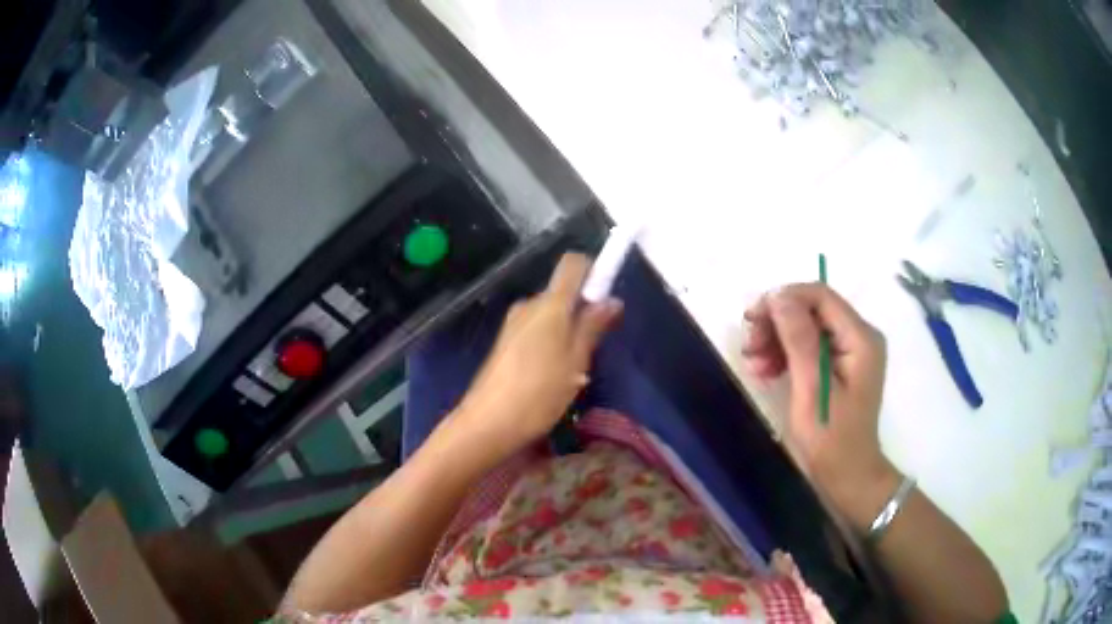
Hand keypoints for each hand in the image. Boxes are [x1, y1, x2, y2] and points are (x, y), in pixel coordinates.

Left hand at [454, 254, 622, 458]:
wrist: (488, 422)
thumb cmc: (539, 392)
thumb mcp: (575, 361)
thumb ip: (592, 326)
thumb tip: (612, 299)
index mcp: (549, 305)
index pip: (572, 264)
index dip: (593, 271)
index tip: (606, 297)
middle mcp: (529, 305)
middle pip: (562, 293)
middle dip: (582, 312)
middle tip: (593, 349)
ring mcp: (513, 324)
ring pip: (551, 316)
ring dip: (567, 333)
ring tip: (573, 371)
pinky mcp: (505, 342)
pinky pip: (536, 331)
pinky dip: (550, 344)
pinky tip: (552, 377)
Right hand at [742, 284, 896, 512]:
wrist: (847, 478)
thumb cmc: (832, 439)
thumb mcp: (812, 389)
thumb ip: (799, 339)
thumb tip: (778, 296)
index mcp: (860, 338)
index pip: (821, 296)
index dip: (785, 299)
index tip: (753, 318)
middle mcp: (858, 337)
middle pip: (812, 310)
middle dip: (778, 322)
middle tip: (749, 345)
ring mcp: (849, 352)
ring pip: (806, 328)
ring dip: (777, 339)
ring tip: (752, 362)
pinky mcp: (838, 367)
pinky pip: (808, 348)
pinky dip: (785, 355)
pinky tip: (765, 370)